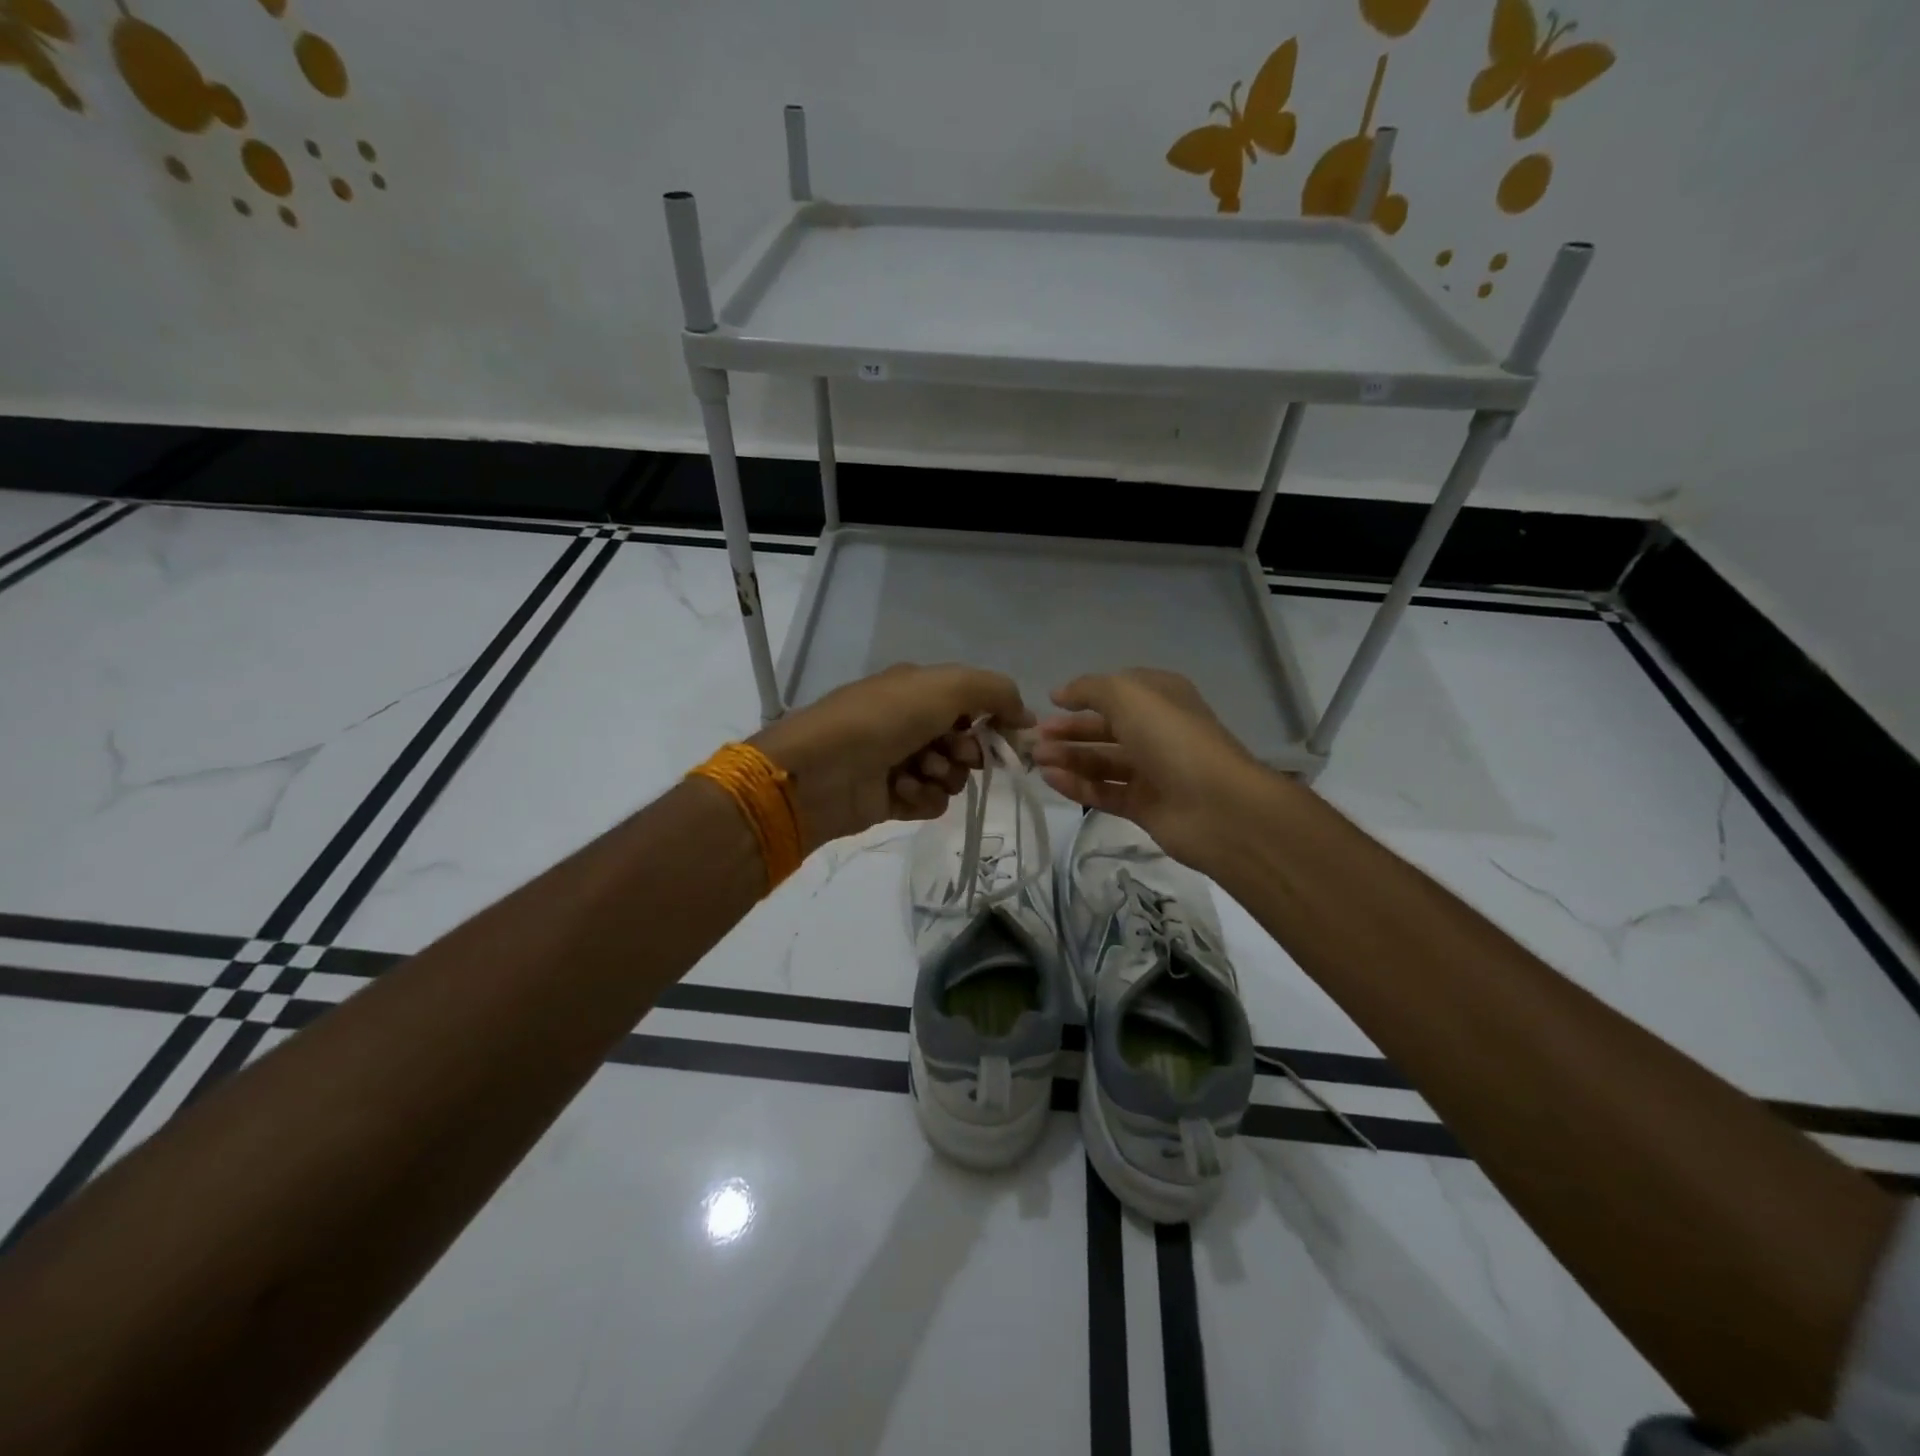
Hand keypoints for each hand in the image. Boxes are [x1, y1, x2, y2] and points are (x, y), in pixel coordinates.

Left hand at [752, 663, 1030, 851]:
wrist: (822, 769)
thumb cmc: (885, 718)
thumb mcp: (948, 687)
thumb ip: (996, 692)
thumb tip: (1026, 715)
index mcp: (918, 690)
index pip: (973, 703)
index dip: (995, 719)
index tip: (1012, 736)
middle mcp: (910, 723)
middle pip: (966, 742)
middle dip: (968, 751)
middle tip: (956, 755)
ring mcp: (900, 761)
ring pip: (952, 776)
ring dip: (944, 776)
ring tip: (921, 772)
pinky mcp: (891, 798)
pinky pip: (930, 802)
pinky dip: (923, 798)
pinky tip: (903, 791)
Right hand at [1030, 669, 1272, 869]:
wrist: (1216, 806)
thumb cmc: (1171, 738)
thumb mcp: (1128, 695)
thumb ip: (1090, 689)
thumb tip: (1061, 693)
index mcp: (1161, 698)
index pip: (1117, 691)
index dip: (1084, 695)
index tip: (1050, 702)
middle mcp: (1157, 731)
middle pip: (1105, 727)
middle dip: (1070, 729)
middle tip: (1035, 737)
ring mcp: (1152, 771)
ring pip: (1102, 761)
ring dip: (1068, 757)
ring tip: (1036, 759)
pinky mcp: (1144, 806)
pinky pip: (1104, 791)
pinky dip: (1077, 785)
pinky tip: (1051, 779)